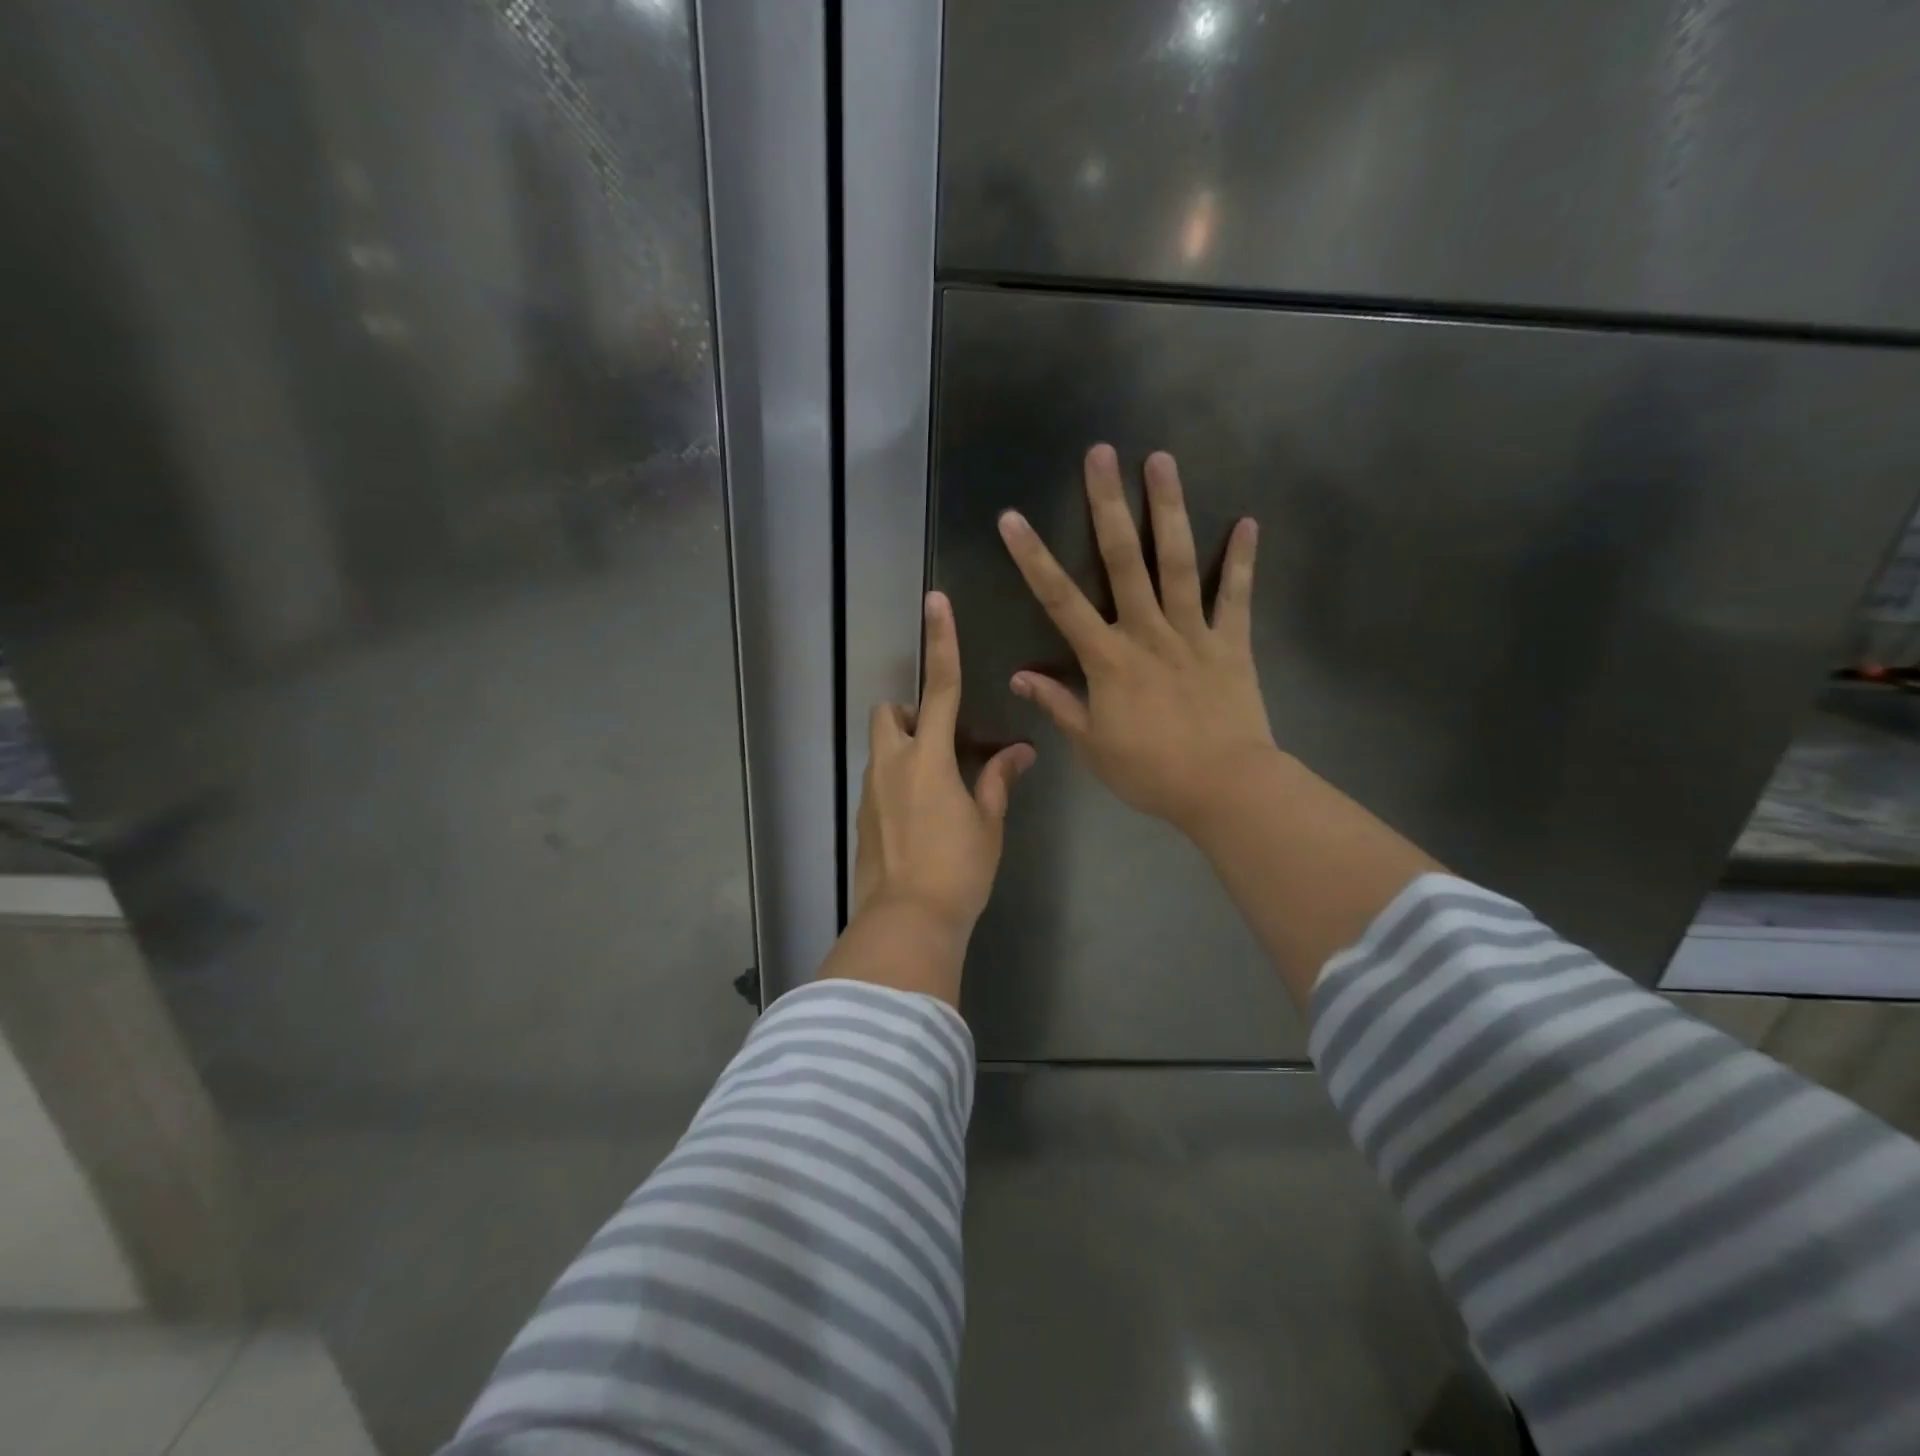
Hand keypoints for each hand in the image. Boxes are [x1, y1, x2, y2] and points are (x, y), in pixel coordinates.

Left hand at [837, 591, 1034, 1004]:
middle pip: (889, 712)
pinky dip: (899, 780)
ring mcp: (871, 791)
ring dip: (905, 748)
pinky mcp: (863, 816)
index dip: (941, 642)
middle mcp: (892, 764)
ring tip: (938, 786)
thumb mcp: (988, 824)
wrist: (907, 922)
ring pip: (882, 747)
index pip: (940, 688)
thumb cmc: (958, 870)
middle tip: (942, 741)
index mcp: (929, 758)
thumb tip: (1019, 752)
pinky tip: (922, 817)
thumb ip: (998, 781)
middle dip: (910, 712)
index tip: (935, 602)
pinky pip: (880, 780)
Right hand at [998, 444, 1276, 836]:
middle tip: (1101, 454)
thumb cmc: (1150, 771)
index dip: (1033, 558)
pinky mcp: (1231, 644)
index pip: (1060, 601)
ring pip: (1176, 563)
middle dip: (1107, 505)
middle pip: (1122, 560)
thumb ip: (1058, 704)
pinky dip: (1241, 562)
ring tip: (1162, 460)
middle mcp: (1146, 632)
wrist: (1222, 788)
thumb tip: (1019, 676)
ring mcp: (1192, 633)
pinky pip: (1235, 597)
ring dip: (1168, 510)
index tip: (1012, 519)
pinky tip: (1247, 523)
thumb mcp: (1092, 745)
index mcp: (1107, 659)